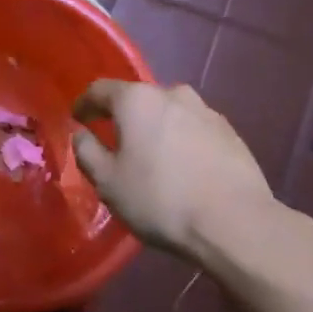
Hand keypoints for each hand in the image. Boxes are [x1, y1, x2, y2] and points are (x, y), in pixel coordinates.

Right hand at [72, 80, 274, 260]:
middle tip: (114, 143)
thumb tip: (82, 134)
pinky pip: (194, 129)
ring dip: (156, 128)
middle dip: (123, 117)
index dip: (84, 103)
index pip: (100, 89)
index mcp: (137, 100)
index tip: (77, 119)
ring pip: (169, 113)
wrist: (234, 222)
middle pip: (138, 99)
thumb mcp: (108, 182)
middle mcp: (172, 94)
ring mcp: (206, 111)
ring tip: (152, 157)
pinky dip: (181, 141)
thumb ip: (87, 151)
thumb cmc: (160, 199)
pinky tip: (182, 168)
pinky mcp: (230, 132)